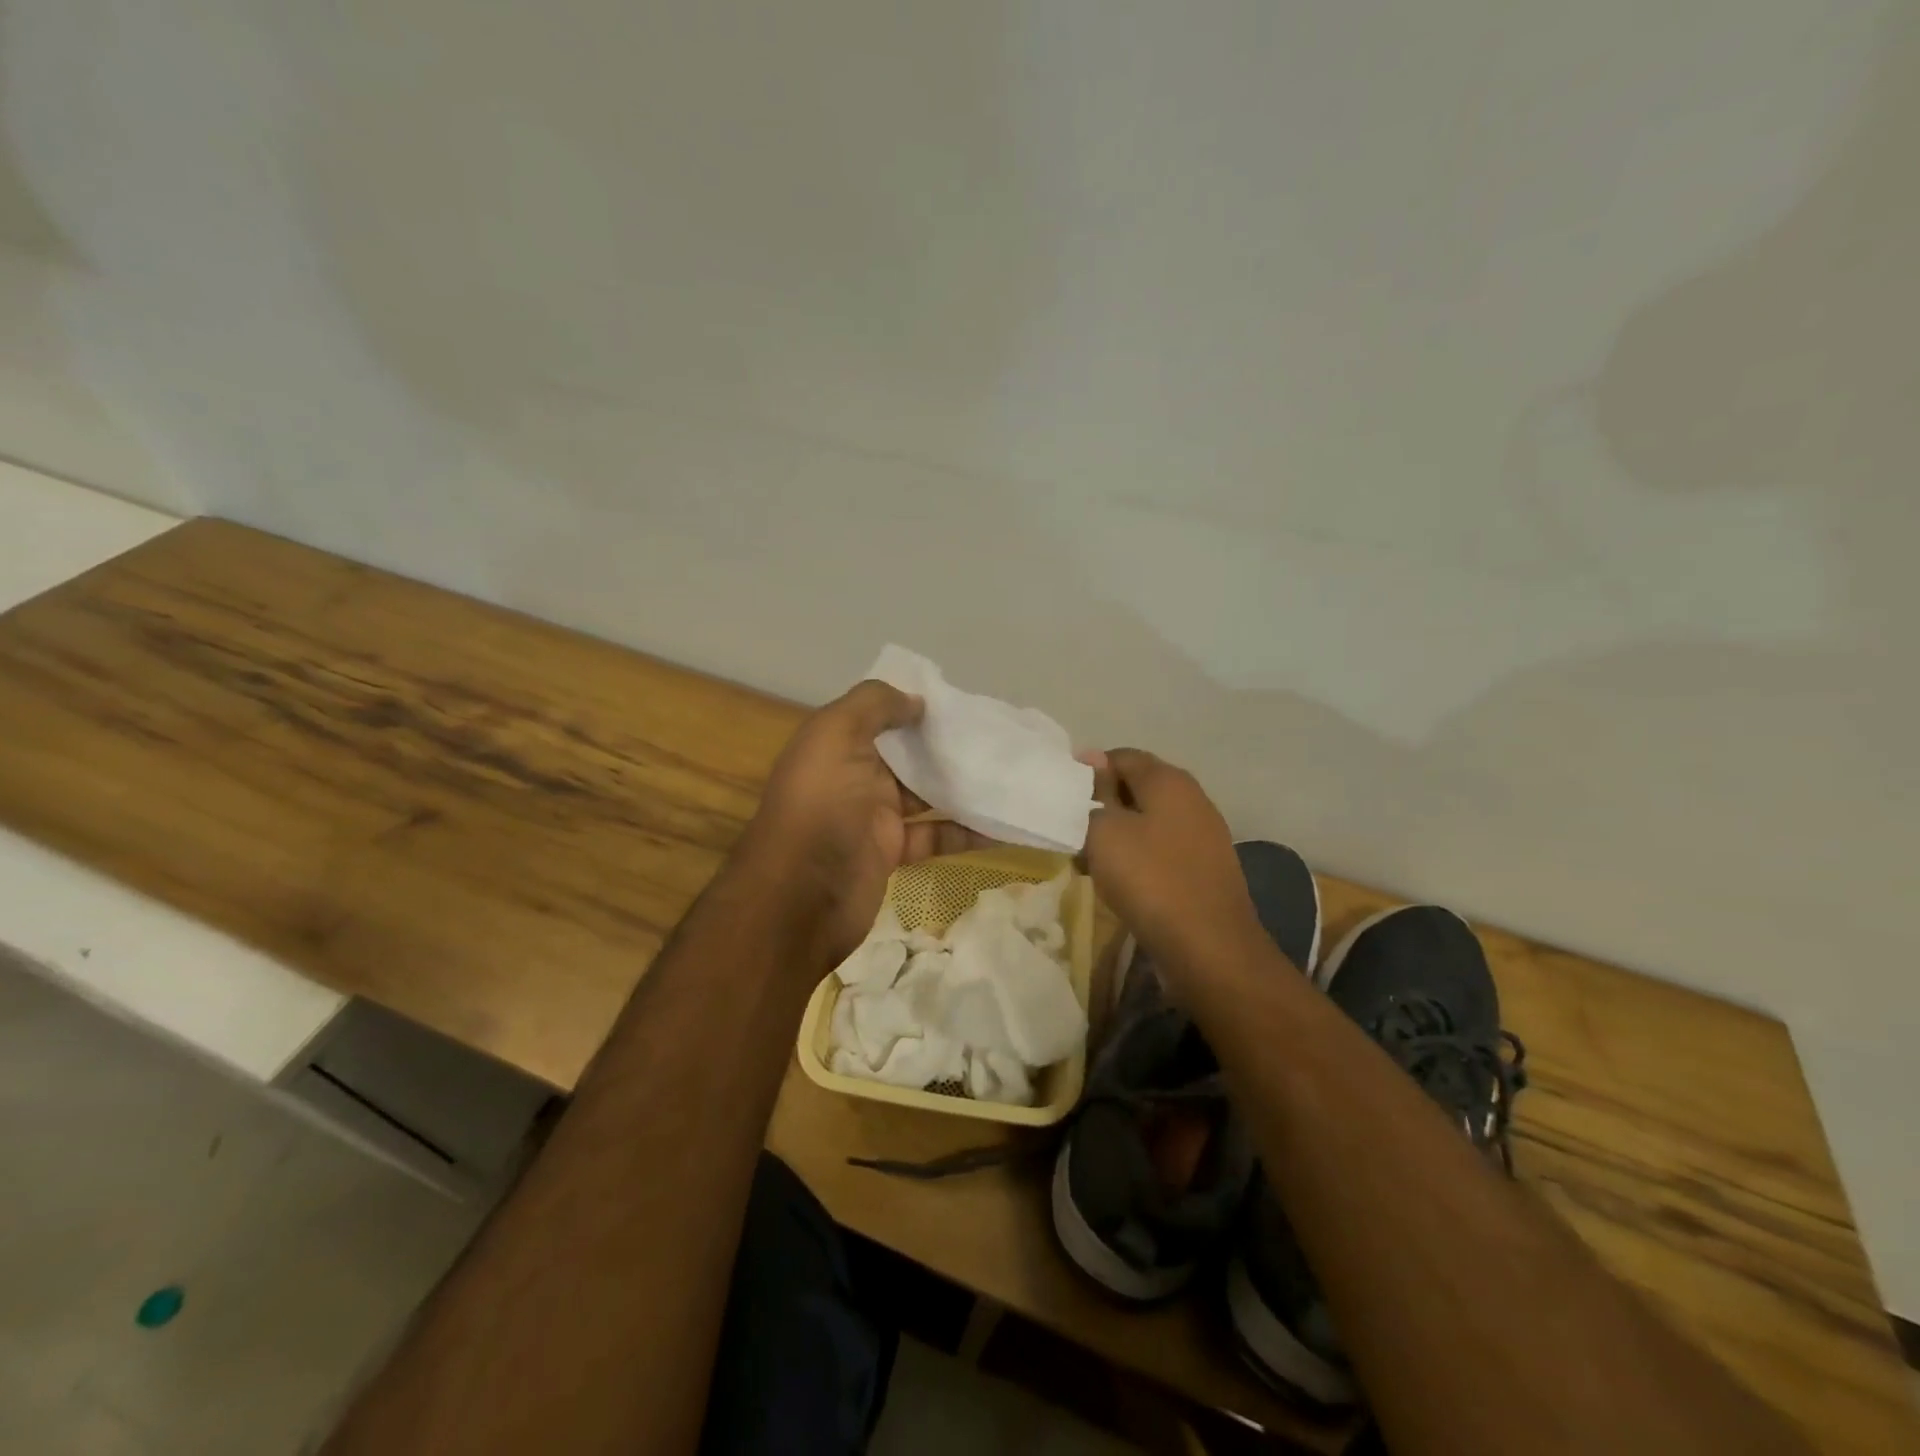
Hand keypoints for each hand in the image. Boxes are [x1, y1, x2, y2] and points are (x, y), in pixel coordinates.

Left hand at [734, 680, 980, 961]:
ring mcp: (873, 817)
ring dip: (962, 786)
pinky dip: (967, 831)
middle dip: (945, 744)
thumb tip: (917, 701)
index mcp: (837, 745)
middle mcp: (854, 777)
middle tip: (995, 735)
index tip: (959, 702)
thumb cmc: (820, 806)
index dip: (913, 706)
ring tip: (1009, 772)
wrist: (801, 898)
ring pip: (926, 794)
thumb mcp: (835, 735)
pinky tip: (1003, 823)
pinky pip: (936, 835)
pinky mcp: (893, 853)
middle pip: (907, 754)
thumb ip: (873, 705)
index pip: (879, 715)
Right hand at [1082, 748, 1265, 975]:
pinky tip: (1121, 880)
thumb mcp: (1105, 831)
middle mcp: (1192, 797)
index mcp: (1168, 779)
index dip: (1087, 771)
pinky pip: (1162, 849)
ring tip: (1089, 858)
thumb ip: (1094, 793)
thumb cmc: (1150, 879)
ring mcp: (1204, 834)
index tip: (1062, 800)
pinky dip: (1139, 857)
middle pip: (1137, 787)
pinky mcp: (1206, 868)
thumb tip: (1092, 760)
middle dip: (1102, 804)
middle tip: (1071, 830)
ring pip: (1149, 821)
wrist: (1210, 948)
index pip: (1119, 756)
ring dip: (1119, 834)